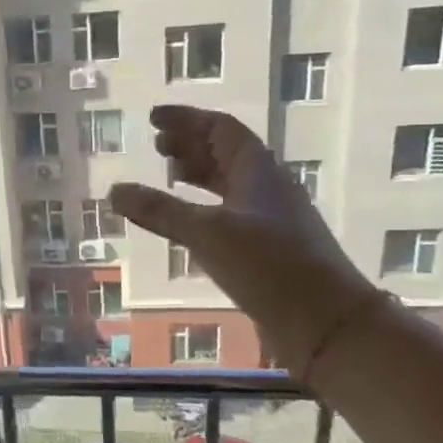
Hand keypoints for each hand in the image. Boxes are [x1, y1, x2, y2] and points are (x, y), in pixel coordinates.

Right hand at [108, 105, 374, 371]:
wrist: (327, 323)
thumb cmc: (269, 266)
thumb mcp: (207, 233)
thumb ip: (160, 211)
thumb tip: (114, 190)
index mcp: (257, 170)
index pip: (220, 128)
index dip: (186, 119)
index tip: (153, 118)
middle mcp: (266, 186)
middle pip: (225, 152)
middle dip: (190, 145)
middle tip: (156, 147)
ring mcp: (270, 217)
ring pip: (229, 182)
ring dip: (198, 174)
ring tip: (169, 177)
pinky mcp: (269, 247)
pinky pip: (230, 211)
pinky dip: (205, 206)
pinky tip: (190, 221)